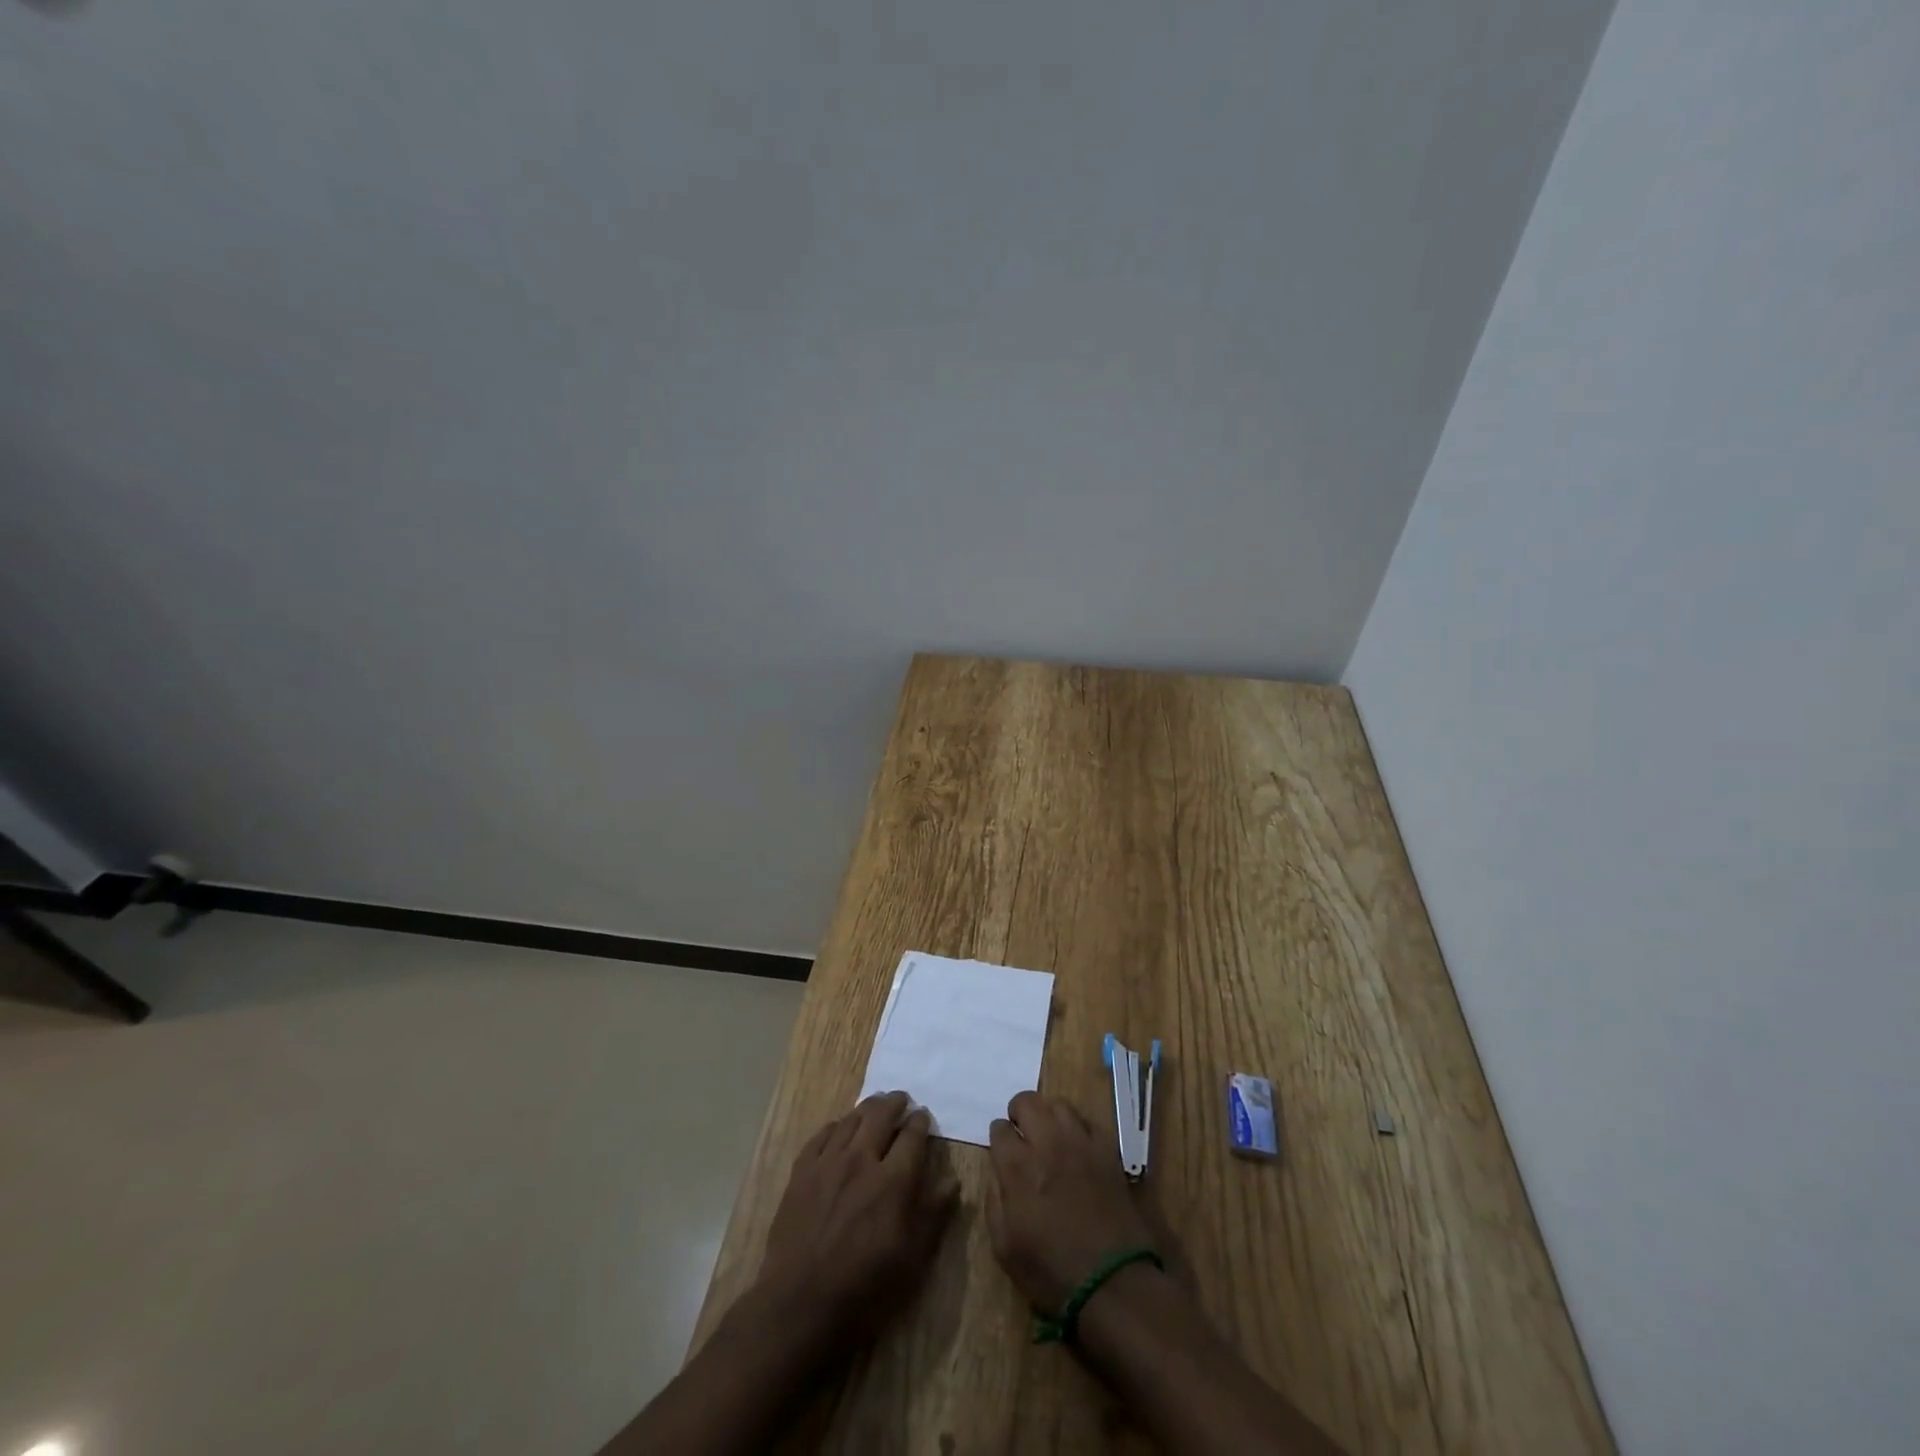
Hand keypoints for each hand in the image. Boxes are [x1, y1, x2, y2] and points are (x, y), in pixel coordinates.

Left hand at [759, 1090, 959, 1345]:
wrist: (801, 1305)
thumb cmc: (865, 1288)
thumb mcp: (912, 1259)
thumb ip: (934, 1214)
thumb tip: (953, 1181)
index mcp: (893, 1180)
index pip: (912, 1136)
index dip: (921, 1122)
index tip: (924, 1117)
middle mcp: (861, 1160)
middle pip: (881, 1115)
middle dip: (896, 1103)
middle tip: (902, 1100)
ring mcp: (828, 1163)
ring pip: (852, 1119)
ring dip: (867, 1108)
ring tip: (875, 1106)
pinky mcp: (802, 1172)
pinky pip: (822, 1135)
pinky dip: (837, 1126)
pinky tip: (840, 1128)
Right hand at [986, 1091, 1156, 1313]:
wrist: (1113, 1282)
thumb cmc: (1052, 1272)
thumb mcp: (1005, 1248)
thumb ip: (995, 1201)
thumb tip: (999, 1174)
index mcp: (1018, 1167)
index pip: (999, 1128)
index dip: (998, 1137)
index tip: (1002, 1150)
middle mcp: (1048, 1144)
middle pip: (1027, 1102)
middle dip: (1018, 1112)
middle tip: (1022, 1131)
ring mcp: (1081, 1144)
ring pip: (1059, 1104)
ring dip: (1048, 1114)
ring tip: (1049, 1133)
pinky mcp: (1108, 1151)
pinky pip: (1088, 1122)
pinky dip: (1077, 1127)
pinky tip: (1077, 1146)